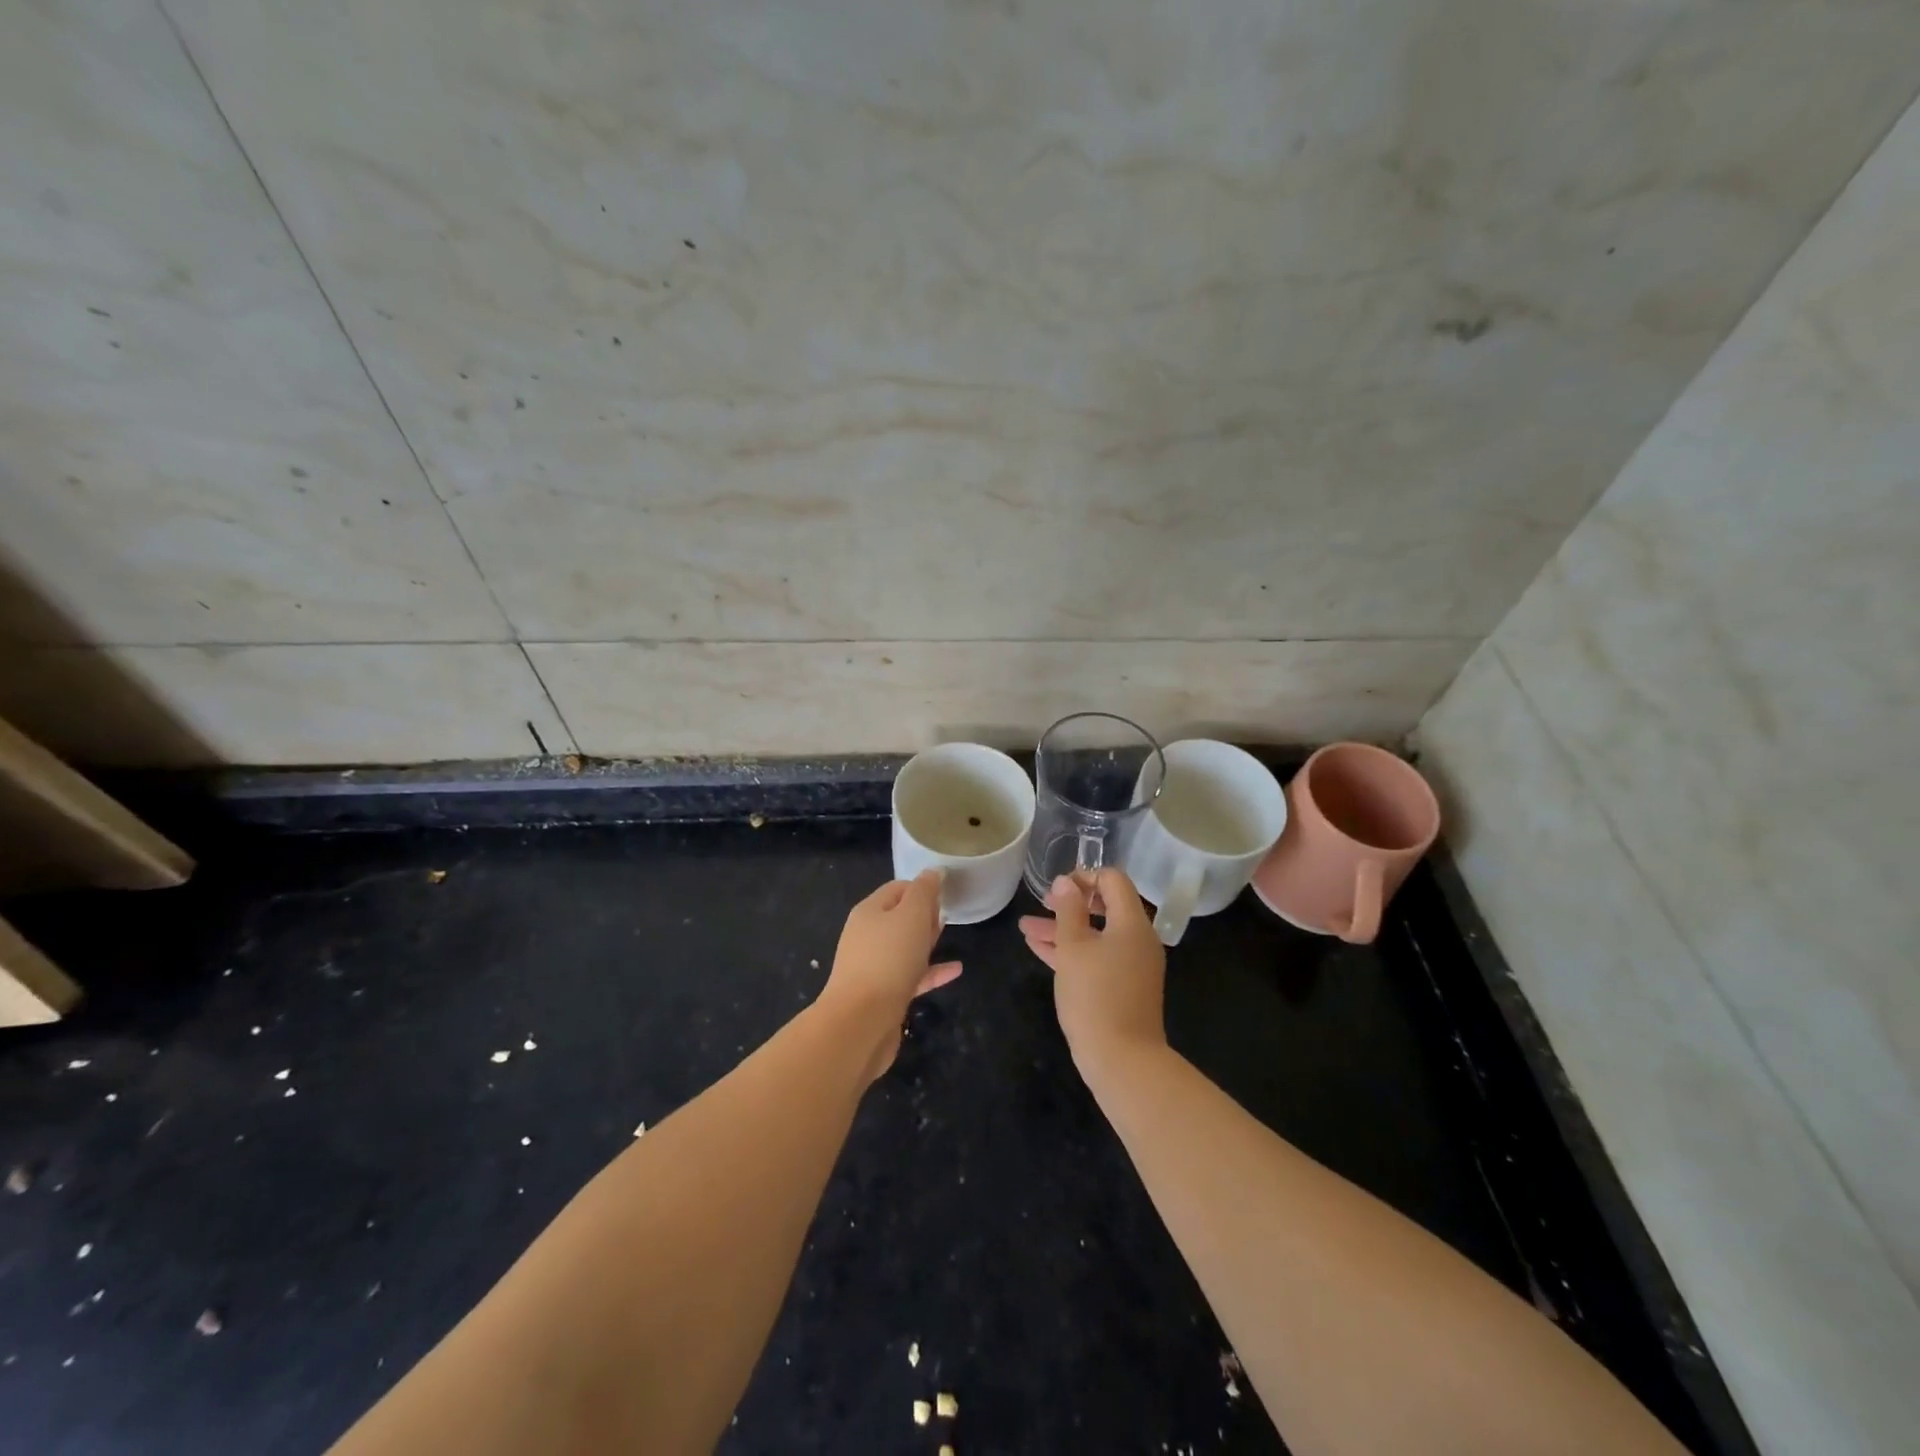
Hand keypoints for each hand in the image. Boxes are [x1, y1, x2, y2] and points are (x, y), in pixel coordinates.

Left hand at [819, 870, 961, 1080]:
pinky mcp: (884, 995)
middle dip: (923, 913)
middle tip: (948, 912)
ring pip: (904, 947)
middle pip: (898, 917)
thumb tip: (933, 873)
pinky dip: (931, 971)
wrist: (861, 1022)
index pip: (897, 888)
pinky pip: (912, 976)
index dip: (922, 887)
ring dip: (927, 940)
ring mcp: (873, 967)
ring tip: (950, 935)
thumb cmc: (888, 959)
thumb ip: (924, 892)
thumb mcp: (911, 916)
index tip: (946, 893)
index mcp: (869, 911)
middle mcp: (867, 936)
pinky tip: (956, 971)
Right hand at [1018, 868, 1166, 1078]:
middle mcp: (1138, 939)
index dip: (1084, 875)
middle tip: (1042, 904)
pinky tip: (1038, 948)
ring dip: (1062, 928)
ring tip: (1025, 927)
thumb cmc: (1095, 996)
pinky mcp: (1123, 987)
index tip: (1057, 887)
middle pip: (1105, 906)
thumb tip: (1066, 882)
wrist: (1123, 1060)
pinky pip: (1097, 957)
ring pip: (1095, 935)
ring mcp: (1132, 965)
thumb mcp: (1073, 948)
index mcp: (1132, 923)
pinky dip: (1071, 950)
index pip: (1114, 880)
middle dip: (1070, 903)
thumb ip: (1068, 910)